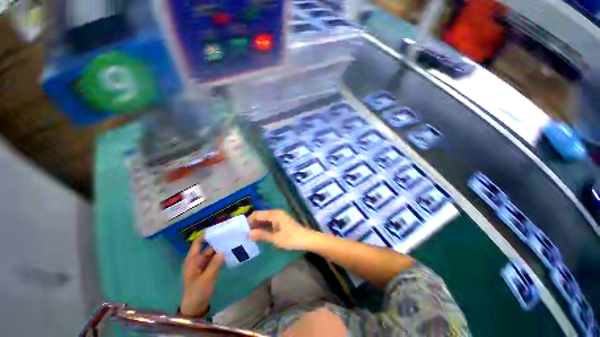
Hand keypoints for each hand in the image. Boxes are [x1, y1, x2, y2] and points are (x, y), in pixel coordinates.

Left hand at [180, 236, 224, 316]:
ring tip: (232, 242)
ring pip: (213, 253)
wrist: (196, 307)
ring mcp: (203, 265)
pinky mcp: (208, 269)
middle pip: (208, 247)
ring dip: (221, 249)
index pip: (198, 243)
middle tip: (230, 235)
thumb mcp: (206, 279)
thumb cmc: (197, 292)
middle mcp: (197, 260)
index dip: (205, 235)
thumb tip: (223, 251)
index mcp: (192, 260)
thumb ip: (214, 264)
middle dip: (218, 241)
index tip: (217, 229)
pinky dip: (221, 256)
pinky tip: (230, 253)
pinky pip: (215, 259)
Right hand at [248, 210, 317, 250]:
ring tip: (250, 235)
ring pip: (265, 218)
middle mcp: (276, 212)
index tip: (241, 229)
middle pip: (261, 215)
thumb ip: (261, 235)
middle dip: (252, 223)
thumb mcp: (275, 238)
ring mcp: (279, 216)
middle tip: (244, 233)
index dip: (248, 220)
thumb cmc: (291, 238)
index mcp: (274, 214)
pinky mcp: (281, 220)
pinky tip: (260, 234)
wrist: (306, 239)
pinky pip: (269, 221)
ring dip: (258, 225)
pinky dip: (264, 226)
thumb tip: (247, 234)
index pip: (257, 214)